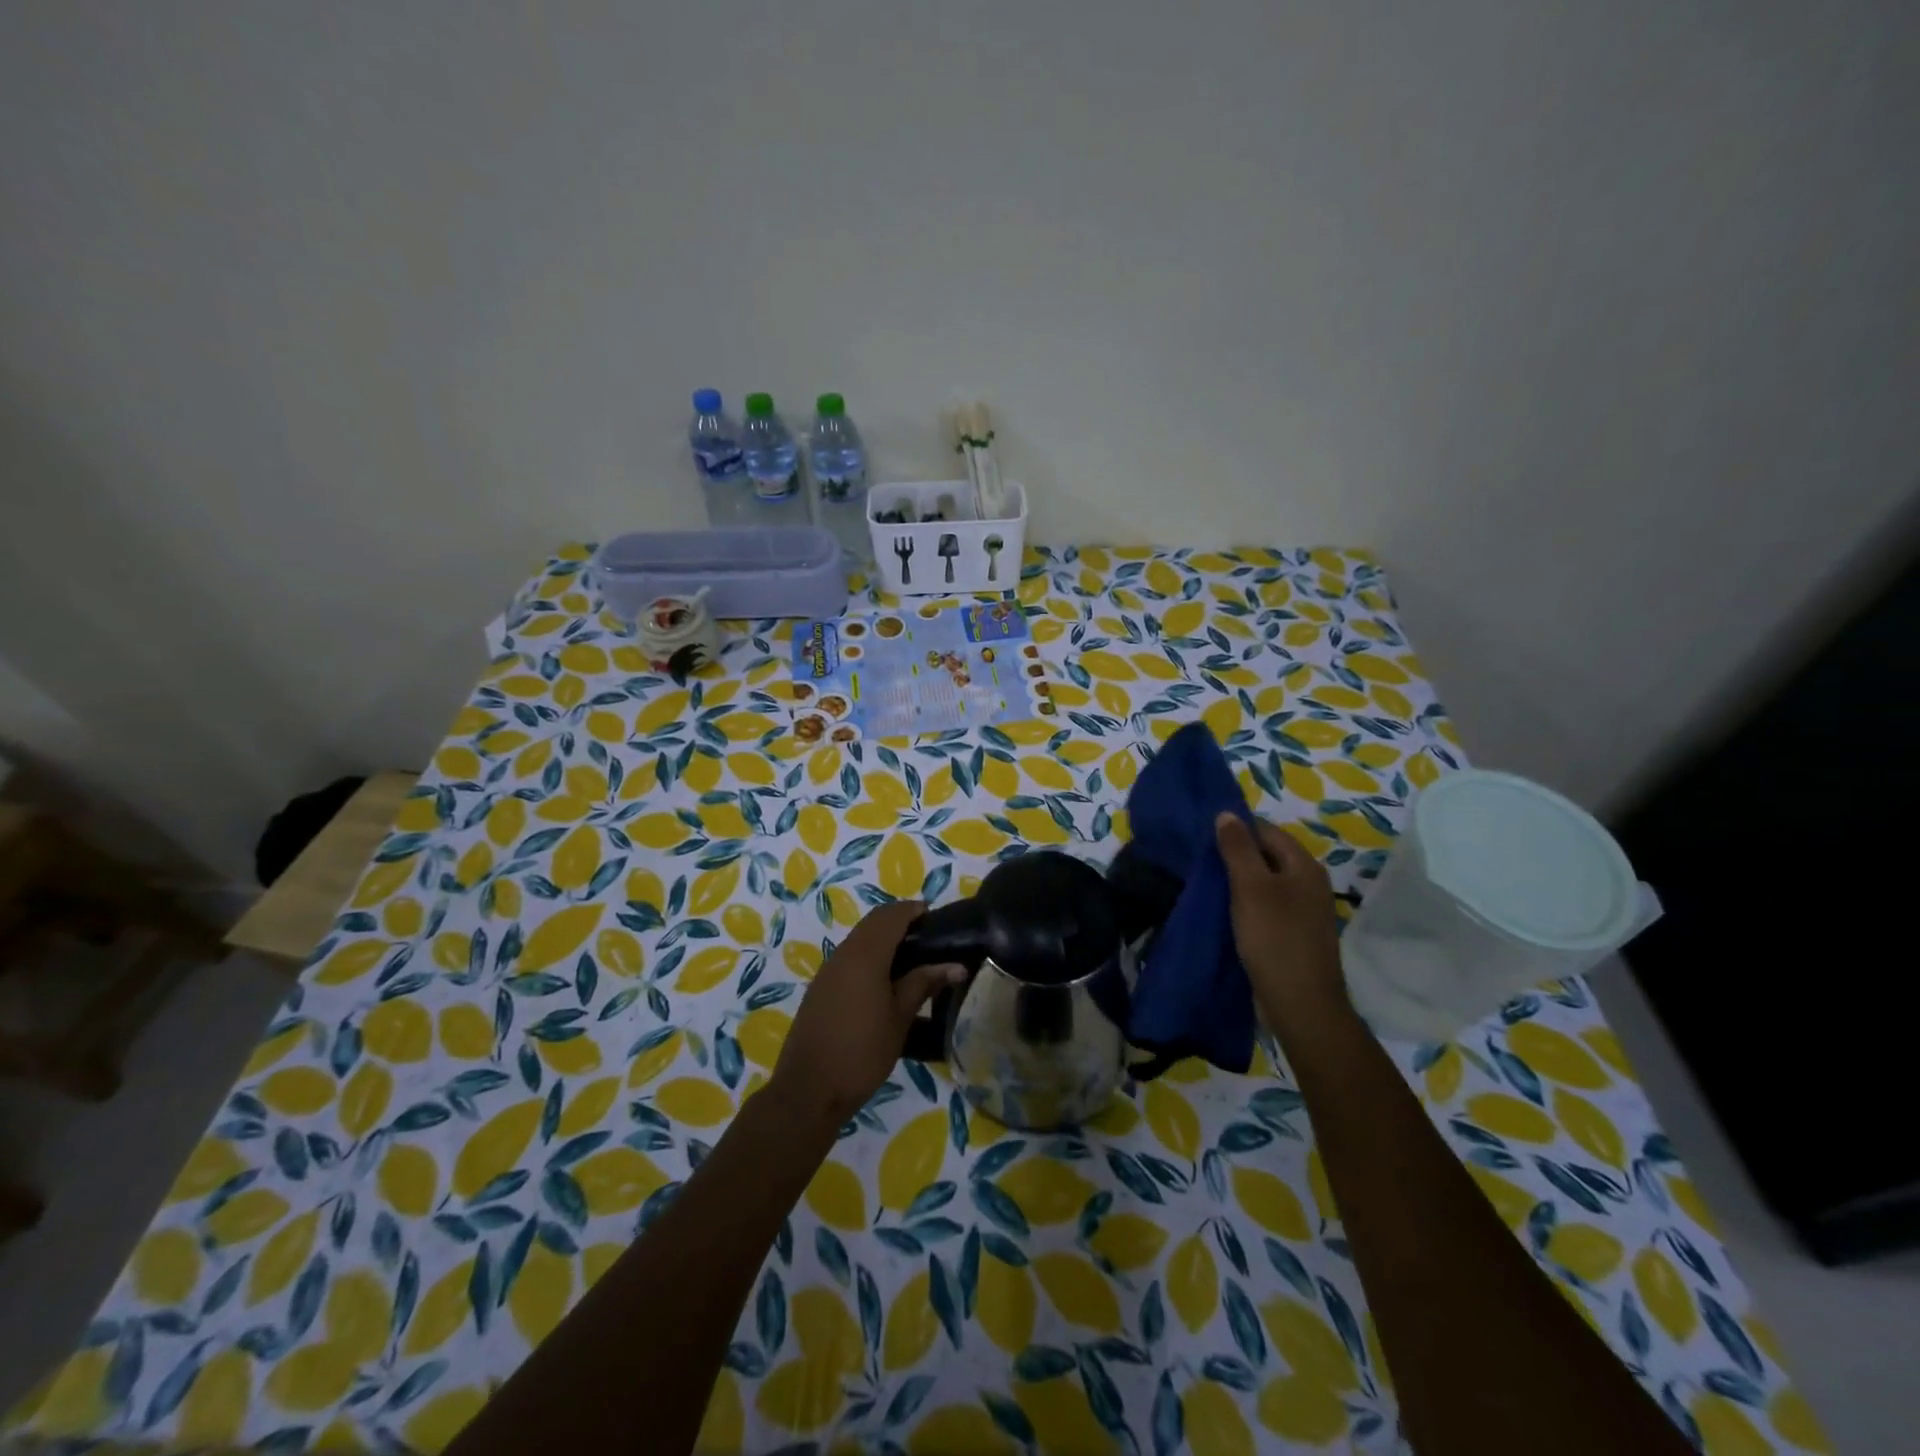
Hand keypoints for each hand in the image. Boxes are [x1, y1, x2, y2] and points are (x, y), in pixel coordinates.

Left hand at [769, 900, 963, 1129]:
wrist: (809, 1090)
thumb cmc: (862, 1052)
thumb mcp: (900, 1018)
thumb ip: (924, 984)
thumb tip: (955, 965)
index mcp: (865, 955)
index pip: (891, 915)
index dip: (913, 911)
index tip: (935, 918)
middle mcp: (843, 954)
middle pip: (873, 923)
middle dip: (899, 922)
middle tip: (927, 939)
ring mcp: (827, 971)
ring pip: (859, 939)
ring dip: (883, 939)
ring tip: (911, 960)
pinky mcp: (820, 988)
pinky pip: (848, 958)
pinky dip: (869, 956)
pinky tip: (884, 982)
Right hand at [1215, 812, 1347, 1022]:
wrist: (1300, 1004)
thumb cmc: (1274, 939)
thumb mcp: (1250, 888)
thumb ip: (1238, 848)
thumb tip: (1226, 813)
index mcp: (1304, 866)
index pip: (1267, 830)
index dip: (1236, 828)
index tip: (1203, 837)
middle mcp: (1310, 883)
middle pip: (1268, 855)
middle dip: (1236, 854)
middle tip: (1201, 861)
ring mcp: (1305, 910)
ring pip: (1266, 882)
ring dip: (1239, 881)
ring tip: (1207, 884)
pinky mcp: (1295, 933)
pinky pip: (1268, 905)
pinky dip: (1247, 903)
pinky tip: (1225, 911)